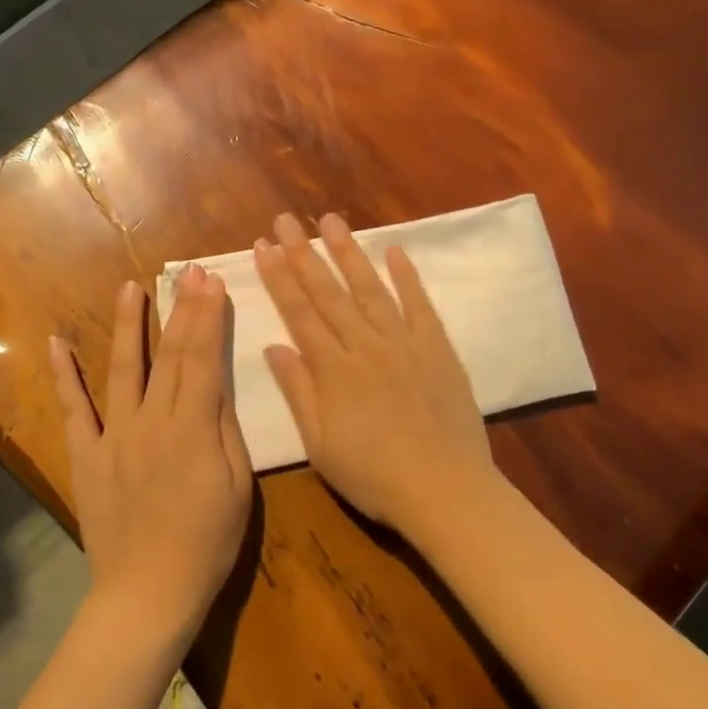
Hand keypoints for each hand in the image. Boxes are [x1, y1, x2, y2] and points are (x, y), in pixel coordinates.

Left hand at [49, 269, 253, 646]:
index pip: (202, 359)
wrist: (149, 591)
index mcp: (192, 428)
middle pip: (168, 356)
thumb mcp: (237, 485)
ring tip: (129, 287)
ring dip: (128, 326)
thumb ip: (224, 428)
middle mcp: (150, 421)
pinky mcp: (87, 456)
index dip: (206, 317)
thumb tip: (216, 381)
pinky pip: (73, 410)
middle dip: (179, 309)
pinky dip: (64, 376)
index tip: (210, 281)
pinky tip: (57, 344)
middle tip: (185, 272)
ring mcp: (113, 437)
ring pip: (122, 370)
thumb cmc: (208, 541)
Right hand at [254, 211, 501, 545]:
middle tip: (286, 219)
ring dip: (349, 253)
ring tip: (331, 221)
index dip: (279, 278)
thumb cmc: (374, 476)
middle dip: (304, 253)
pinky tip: (395, 251)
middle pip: (329, 293)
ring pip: (371, 289)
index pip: (299, 313)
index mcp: (333, 370)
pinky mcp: (438, 349)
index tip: (263, 246)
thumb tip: (273, 346)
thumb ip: (298, 392)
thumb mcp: (320, 444)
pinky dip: (407, 277)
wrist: (444, 489)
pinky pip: (420, 305)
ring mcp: (404, 343)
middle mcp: (366, 346)